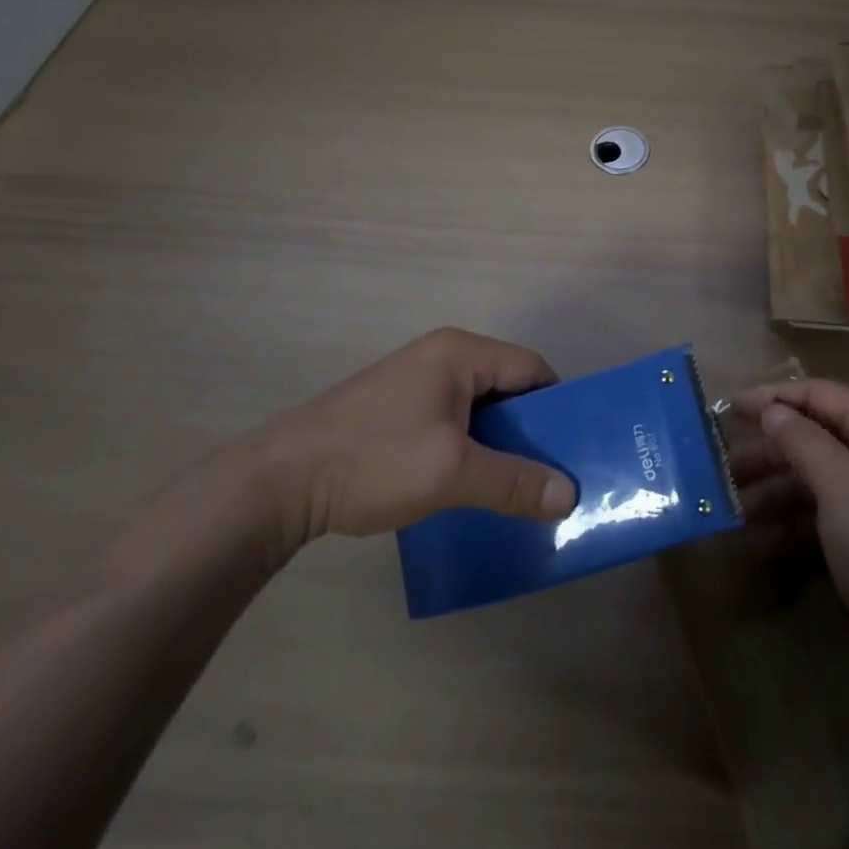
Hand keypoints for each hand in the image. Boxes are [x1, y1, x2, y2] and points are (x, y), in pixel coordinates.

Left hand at [247, 328, 578, 549]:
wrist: (277, 482)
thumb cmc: (375, 460)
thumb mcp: (452, 473)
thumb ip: (514, 482)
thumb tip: (571, 496)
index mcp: (460, 352)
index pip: (531, 368)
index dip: (556, 406)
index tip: (571, 449)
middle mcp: (441, 355)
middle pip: (506, 386)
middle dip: (528, 429)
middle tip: (548, 473)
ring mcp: (414, 380)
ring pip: (477, 407)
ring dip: (497, 442)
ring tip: (513, 484)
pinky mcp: (394, 407)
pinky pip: (450, 419)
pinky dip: (467, 446)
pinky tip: (467, 483)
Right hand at [730, 379, 848, 658]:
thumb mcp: (842, 488)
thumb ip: (803, 442)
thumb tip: (770, 408)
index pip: (818, 395)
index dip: (772, 398)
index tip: (728, 410)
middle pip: (810, 435)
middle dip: (767, 450)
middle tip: (721, 465)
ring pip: (808, 474)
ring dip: (771, 487)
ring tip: (733, 506)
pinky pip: (816, 510)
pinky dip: (787, 518)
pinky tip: (758, 536)